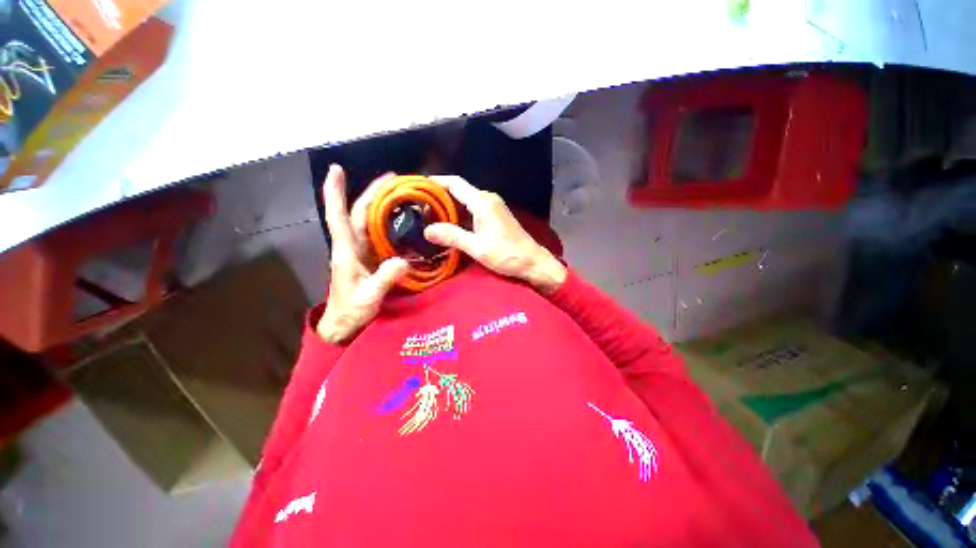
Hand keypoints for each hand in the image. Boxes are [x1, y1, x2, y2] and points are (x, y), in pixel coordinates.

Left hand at [317, 166, 408, 342]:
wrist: (344, 323)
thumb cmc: (351, 311)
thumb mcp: (369, 297)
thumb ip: (384, 279)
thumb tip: (403, 260)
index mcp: (346, 251)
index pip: (339, 216)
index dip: (335, 192)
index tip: (336, 169)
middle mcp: (351, 246)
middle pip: (359, 212)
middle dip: (372, 192)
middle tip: (394, 179)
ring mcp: (360, 251)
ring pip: (368, 221)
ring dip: (380, 204)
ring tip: (399, 193)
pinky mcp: (369, 258)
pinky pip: (377, 234)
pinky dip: (386, 222)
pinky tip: (400, 219)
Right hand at [423, 176, 566, 293]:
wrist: (532, 261)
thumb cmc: (507, 254)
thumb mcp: (477, 247)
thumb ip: (452, 236)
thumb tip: (427, 230)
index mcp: (482, 202)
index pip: (454, 184)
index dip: (435, 182)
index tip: (418, 187)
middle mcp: (487, 199)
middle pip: (458, 191)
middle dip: (439, 197)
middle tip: (419, 208)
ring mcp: (493, 206)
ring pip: (465, 200)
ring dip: (449, 207)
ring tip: (429, 217)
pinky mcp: (495, 216)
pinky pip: (472, 209)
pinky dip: (459, 214)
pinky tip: (449, 224)